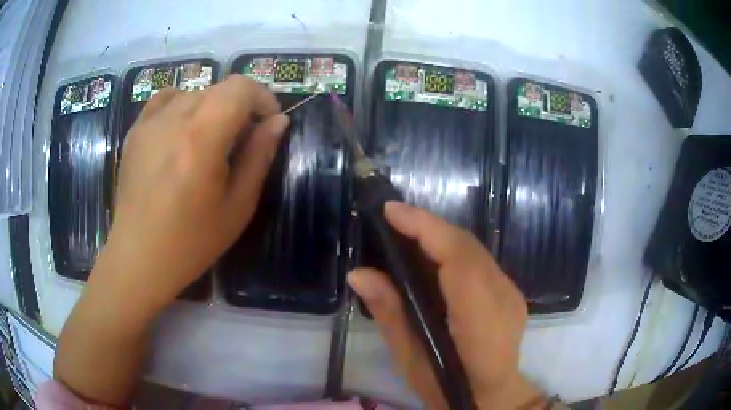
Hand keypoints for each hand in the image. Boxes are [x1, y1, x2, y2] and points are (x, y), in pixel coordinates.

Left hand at [55, 75, 287, 405]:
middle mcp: (169, 123)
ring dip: (209, 109)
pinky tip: (179, 141)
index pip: (240, 89)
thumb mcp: (234, 211)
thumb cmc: (187, 250)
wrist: (130, 269)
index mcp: (197, 142)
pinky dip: (181, 110)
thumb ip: (256, 161)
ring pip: (191, 91)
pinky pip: (164, 102)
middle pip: (217, 88)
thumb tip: (275, 125)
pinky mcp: (131, 135)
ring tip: (210, 144)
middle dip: (239, 107)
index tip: (270, 121)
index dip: (262, 97)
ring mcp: (145, 126)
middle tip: (244, 140)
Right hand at [348, 202, 544, 408]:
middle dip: (428, 226)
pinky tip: (430, 255)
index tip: (392, 211)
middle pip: (467, 246)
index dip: (426, 228)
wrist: (492, 397)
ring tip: (405, 232)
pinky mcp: (510, 292)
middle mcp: (503, 297)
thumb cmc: (447, 389)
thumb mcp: (411, 360)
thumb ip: (390, 313)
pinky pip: (479, 261)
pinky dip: (452, 250)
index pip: (458, 258)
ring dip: (439, 236)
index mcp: (481, 320)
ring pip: (474, 249)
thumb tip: (359, 273)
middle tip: (392, 219)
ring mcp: (511, 293)